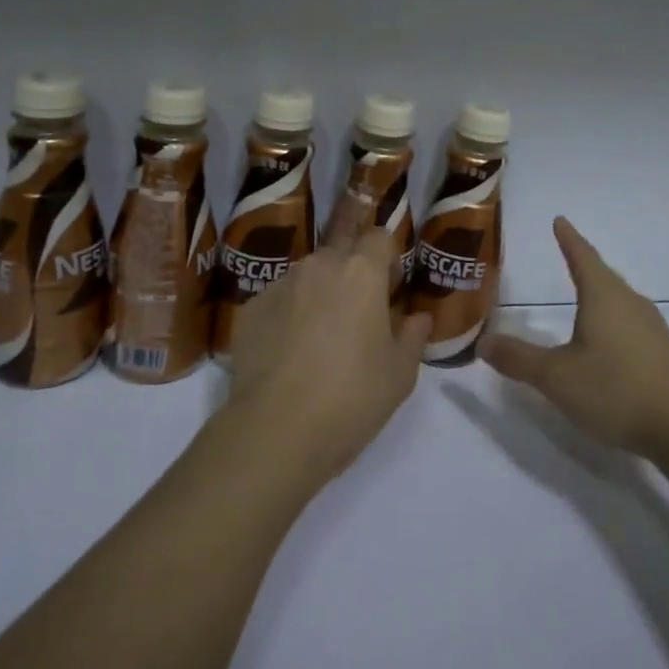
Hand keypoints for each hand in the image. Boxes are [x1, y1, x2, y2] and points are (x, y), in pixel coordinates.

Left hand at [225, 228, 430, 481]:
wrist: (275, 431)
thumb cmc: (351, 398)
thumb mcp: (400, 375)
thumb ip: (413, 337)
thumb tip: (418, 318)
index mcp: (362, 272)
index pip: (379, 237)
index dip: (388, 257)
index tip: (390, 286)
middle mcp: (319, 266)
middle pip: (341, 250)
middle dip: (352, 270)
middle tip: (358, 310)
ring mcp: (280, 285)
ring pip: (307, 275)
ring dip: (319, 291)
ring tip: (320, 334)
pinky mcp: (250, 309)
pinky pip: (278, 300)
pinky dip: (288, 314)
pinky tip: (288, 352)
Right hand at [480, 217, 668, 459]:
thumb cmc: (615, 390)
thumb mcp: (556, 377)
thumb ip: (518, 358)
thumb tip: (483, 341)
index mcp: (604, 296)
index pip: (582, 256)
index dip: (568, 238)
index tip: (560, 220)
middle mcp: (630, 302)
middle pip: (603, 276)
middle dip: (583, 265)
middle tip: (566, 255)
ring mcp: (652, 327)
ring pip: (619, 300)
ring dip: (599, 294)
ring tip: (584, 297)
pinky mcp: (663, 352)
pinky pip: (630, 323)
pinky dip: (612, 320)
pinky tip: (608, 341)